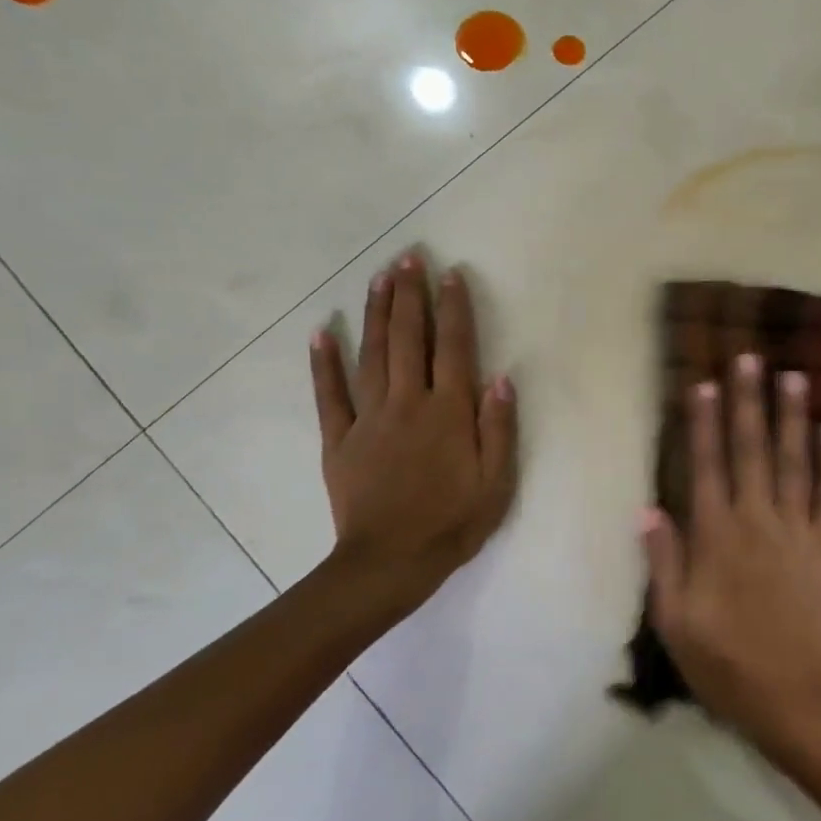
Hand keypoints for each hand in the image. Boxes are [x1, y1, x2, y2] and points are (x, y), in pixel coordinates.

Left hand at [309, 254, 518, 606]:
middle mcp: (408, 403)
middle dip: (409, 295)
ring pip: (371, 355)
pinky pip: (329, 395)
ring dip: (375, 313)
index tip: (450, 274)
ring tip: (379, 277)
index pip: (453, 348)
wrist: (390, 563)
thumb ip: (499, 428)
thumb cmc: (453, 523)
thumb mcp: (496, 483)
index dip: (453, 308)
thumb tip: (500, 379)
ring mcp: (369, 419)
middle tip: (408, 257)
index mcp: (448, 413)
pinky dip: (323, 362)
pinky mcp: (339, 439)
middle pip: (408, 339)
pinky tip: (321, 332)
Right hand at [642, 353, 820, 747]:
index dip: (703, 423)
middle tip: (750, 358)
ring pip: (794, 463)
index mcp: (715, 535)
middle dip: (748, 401)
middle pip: (751, 450)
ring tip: (794, 377)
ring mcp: (798, 531)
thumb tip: (648, 510)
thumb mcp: (673, 619)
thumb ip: (662, 560)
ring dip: (793, 418)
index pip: (706, 465)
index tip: (703, 384)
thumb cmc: (723, 661)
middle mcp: (756, 520)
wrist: (792, 697)